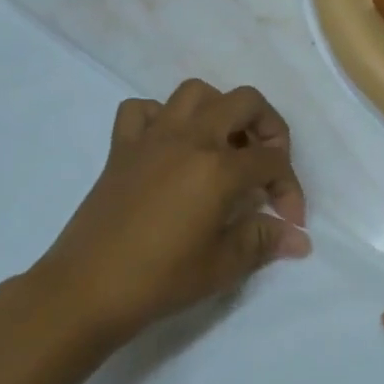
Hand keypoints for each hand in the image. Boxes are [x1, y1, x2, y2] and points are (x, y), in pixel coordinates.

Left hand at [33, 79, 308, 343]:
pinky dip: (161, 117)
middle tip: (267, 165)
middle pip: (245, 102)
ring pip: (195, 93)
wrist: (86, 290)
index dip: (290, 188)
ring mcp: (152, 137)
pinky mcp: (121, 147)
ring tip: (224, 145)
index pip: (272, 161)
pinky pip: (142, 109)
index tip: (290, 222)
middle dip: (269, 127)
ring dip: (219, 110)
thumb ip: (263, 241)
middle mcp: (190, 138)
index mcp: (219, 167)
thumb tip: (298, 239)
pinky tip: (169, 145)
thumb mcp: (222, 266)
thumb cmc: (159, 280)